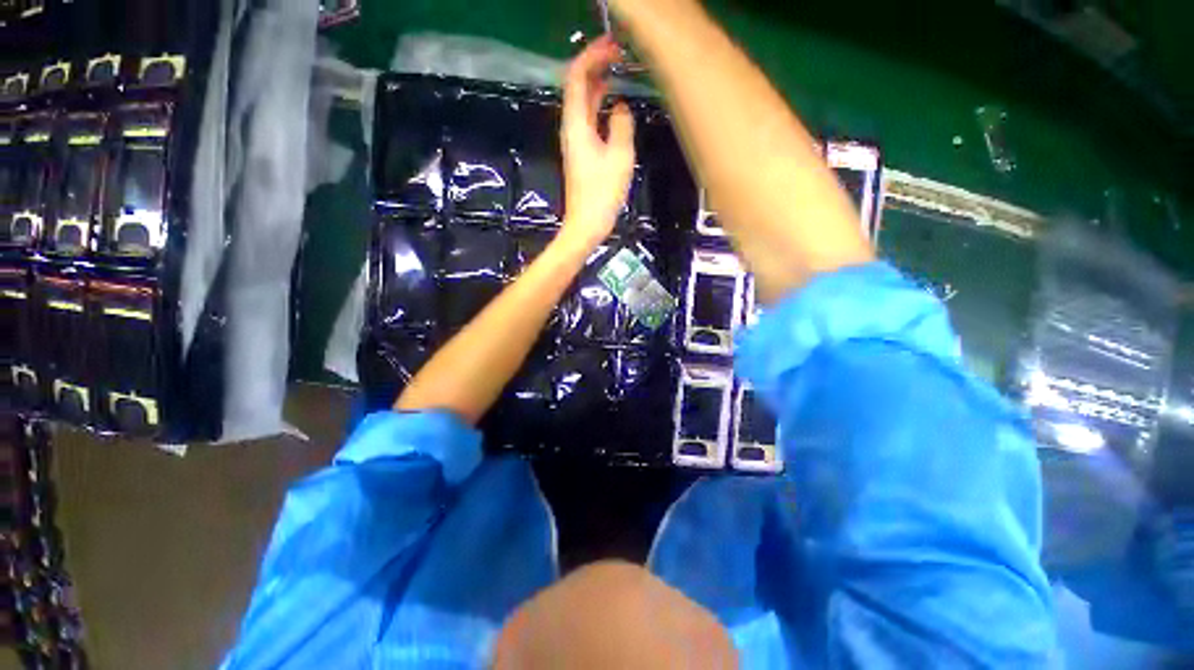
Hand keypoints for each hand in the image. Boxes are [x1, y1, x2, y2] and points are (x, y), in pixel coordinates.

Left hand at [559, 37, 635, 249]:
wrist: (586, 224)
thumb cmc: (602, 193)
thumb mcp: (619, 156)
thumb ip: (621, 125)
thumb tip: (620, 108)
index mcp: (576, 124)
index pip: (577, 78)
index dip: (592, 57)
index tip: (613, 46)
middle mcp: (571, 129)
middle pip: (577, 87)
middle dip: (595, 66)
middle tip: (618, 54)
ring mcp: (575, 142)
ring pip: (583, 104)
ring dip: (597, 84)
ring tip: (617, 71)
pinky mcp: (581, 154)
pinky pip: (588, 120)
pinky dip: (599, 105)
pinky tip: (612, 105)